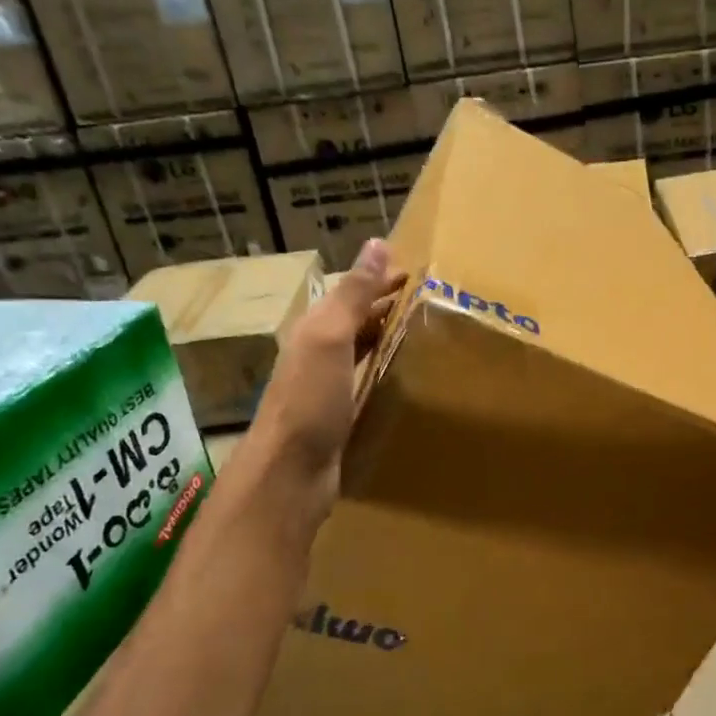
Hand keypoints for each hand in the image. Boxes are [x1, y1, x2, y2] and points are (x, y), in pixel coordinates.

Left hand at [233, 239, 404, 526]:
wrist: (290, 472)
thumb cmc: (309, 400)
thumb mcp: (330, 338)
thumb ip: (353, 294)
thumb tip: (377, 243)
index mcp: (314, 330)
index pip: (351, 293)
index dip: (380, 280)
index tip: (416, 273)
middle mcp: (317, 353)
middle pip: (354, 320)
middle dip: (384, 306)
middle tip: (426, 300)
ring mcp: (326, 387)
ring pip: (360, 350)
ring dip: (384, 336)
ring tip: (420, 331)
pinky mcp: (338, 416)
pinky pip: (364, 380)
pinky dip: (383, 368)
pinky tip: (400, 375)